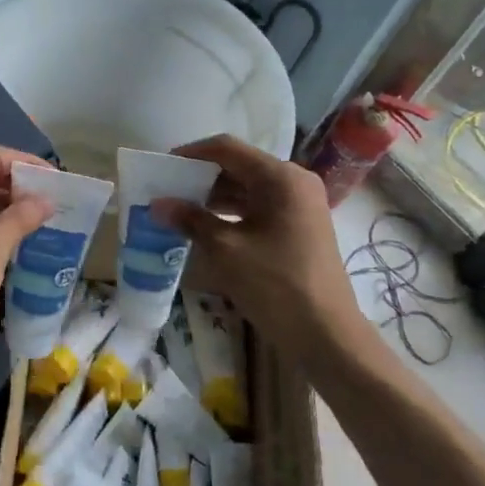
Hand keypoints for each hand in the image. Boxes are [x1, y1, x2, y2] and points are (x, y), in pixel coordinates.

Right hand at [150, 135, 368, 363]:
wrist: (327, 336)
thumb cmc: (276, 285)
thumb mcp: (226, 250)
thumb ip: (190, 220)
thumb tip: (157, 204)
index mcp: (281, 177)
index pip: (227, 149)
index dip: (191, 154)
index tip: (161, 167)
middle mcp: (294, 182)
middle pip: (238, 166)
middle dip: (200, 177)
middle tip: (166, 190)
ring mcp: (299, 205)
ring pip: (248, 188)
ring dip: (213, 196)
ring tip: (179, 209)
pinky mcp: (298, 226)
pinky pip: (258, 207)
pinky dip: (231, 212)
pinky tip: (205, 227)